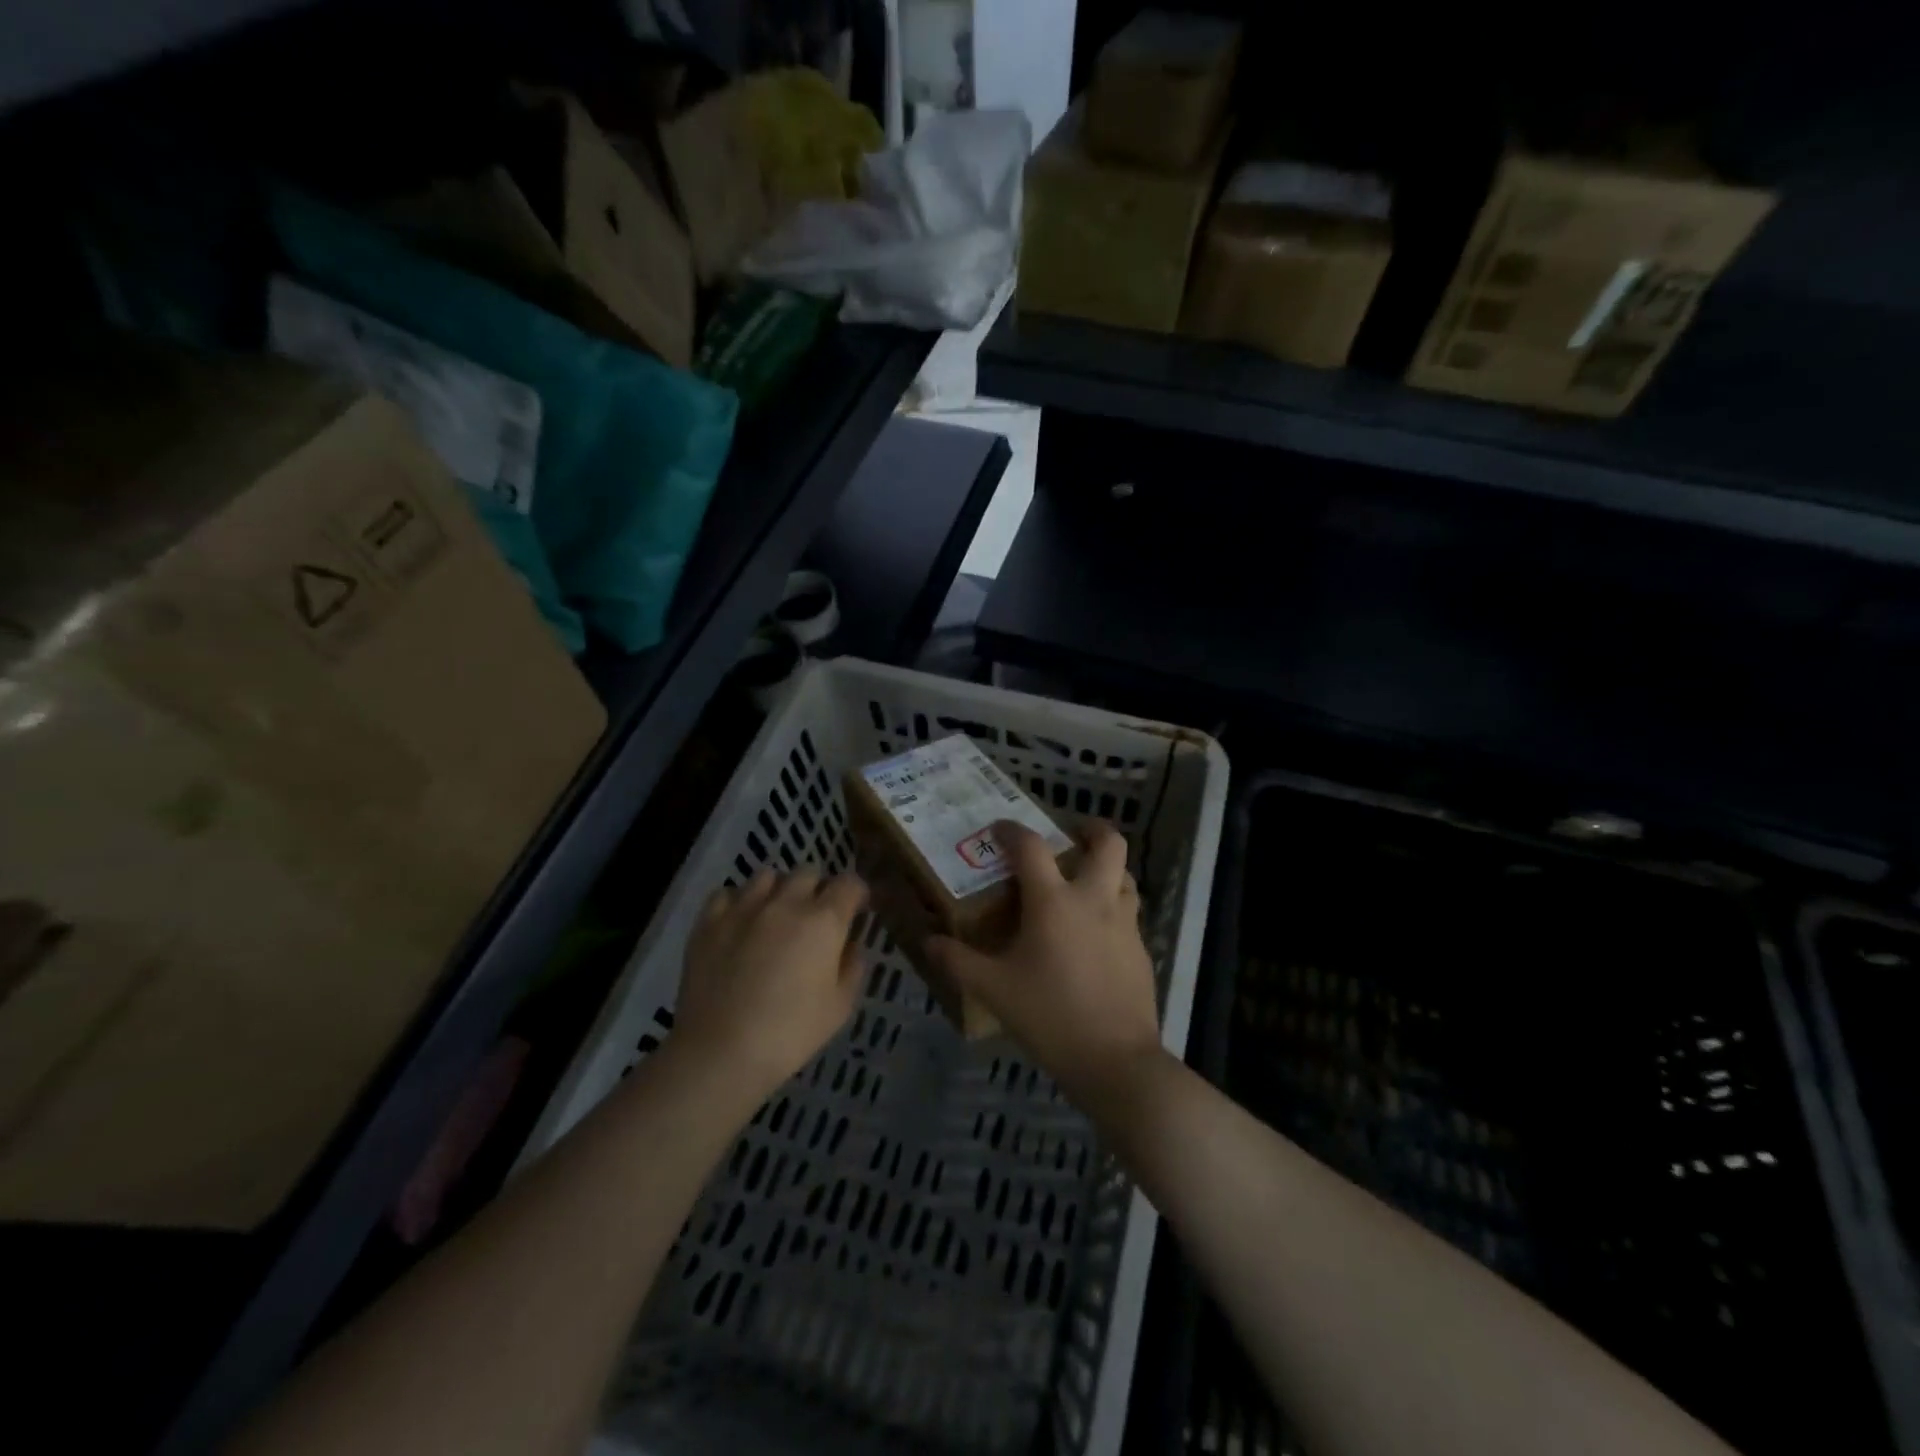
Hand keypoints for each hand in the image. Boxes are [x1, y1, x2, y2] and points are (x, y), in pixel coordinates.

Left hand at [674, 868, 868, 1098]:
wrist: (721, 1052)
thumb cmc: (790, 1034)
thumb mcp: (839, 1008)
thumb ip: (853, 967)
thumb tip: (852, 944)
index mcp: (824, 921)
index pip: (849, 884)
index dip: (856, 894)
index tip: (856, 911)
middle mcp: (786, 902)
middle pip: (809, 872)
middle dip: (818, 889)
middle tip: (815, 917)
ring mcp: (744, 908)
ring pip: (768, 876)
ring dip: (778, 890)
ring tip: (775, 915)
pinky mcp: (709, 921)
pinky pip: (727, 893)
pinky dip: (738, 902)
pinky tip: (739, 922)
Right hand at [927, 821, 1163, 1108]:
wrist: (1115, 1059)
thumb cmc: (1049, 1015)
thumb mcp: (994, 989)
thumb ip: (958, 961)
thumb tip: (928, 941)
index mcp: (1054, 901)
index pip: (1031, 847)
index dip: (1012, 831)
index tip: (999, 828)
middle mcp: (1094, 899)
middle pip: (1108, 843)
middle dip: (1091, 829)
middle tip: (1070, 835)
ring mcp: (1124, 923)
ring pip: (1125, 875)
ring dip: (1106, 868)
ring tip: (1084, 881)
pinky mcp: (1140, 948)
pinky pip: (1129, 912)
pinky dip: (1113, 906)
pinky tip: (1095, 933)